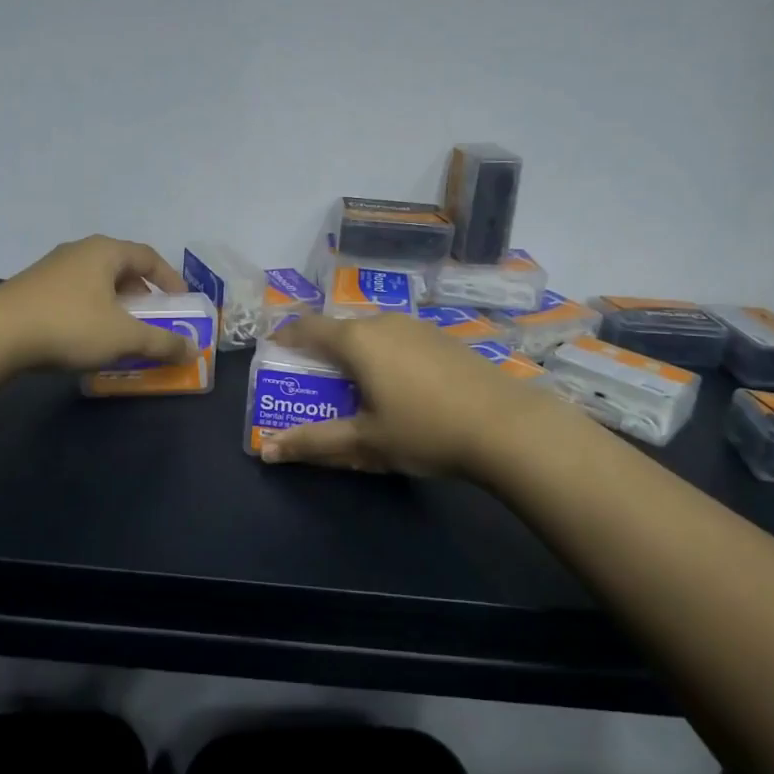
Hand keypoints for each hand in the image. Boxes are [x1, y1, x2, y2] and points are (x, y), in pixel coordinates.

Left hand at [0, 234, 193, 372]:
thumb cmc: (69, 326)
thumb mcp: (123, 337)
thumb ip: (162, 342)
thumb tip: (193, 350)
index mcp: (105, 252)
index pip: (149, 256)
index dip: (171, 280)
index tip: (182, 303)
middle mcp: (79, 251)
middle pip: (122, 268)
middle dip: (143, 295)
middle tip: (154, 320)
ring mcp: (51, 269)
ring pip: (96, 283)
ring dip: (116, 306)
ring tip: (122, 333)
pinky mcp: (31, 289)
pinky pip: (75, 295)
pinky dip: (91, 312)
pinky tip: (87, 339)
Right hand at [260, 312, 555, 477]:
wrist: (507, 425)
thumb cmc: (424, 430)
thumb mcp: (364, 442)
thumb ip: (313, 442)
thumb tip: (266, 451)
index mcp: (357, 340)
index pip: (306, 327)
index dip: (285, 337)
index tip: (274, 355)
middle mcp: (383, 322)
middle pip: (340, 331)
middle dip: (322, 354)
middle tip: (316, 387)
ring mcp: (417, 326)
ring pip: (372, 334)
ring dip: (357, 356)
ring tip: (358, 391)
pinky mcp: (442, 338)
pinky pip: (399, 340)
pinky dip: (386, 357)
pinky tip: (401, 389)